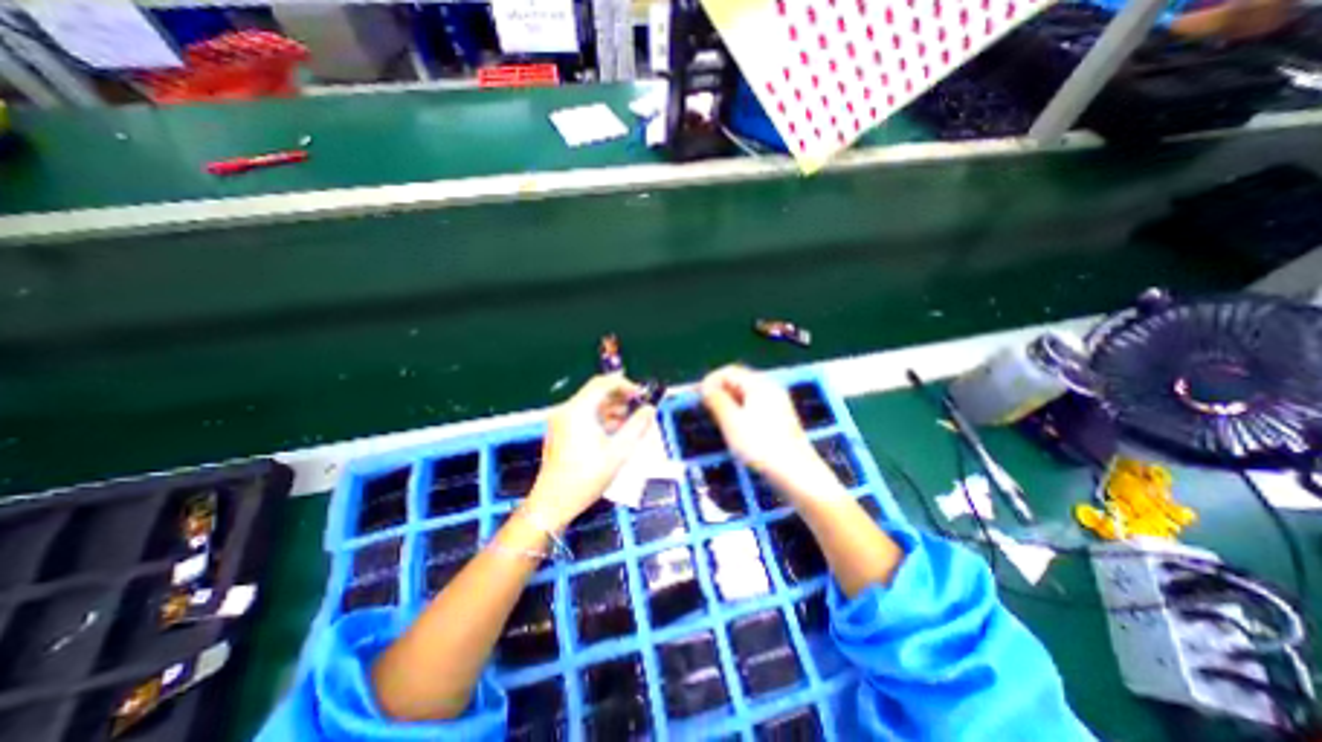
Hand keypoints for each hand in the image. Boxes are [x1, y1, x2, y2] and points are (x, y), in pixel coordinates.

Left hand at [522, 376, 654, 526]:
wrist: (553, 503)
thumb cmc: (586, 477)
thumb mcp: (618, 451)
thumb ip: (637, 426)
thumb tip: (650, 408)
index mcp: (578, 410)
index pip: (602, 383)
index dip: (625, 384)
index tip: (642, 395)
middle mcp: (566, 410)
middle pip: (596, 393)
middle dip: (620, 398)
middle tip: (639, 408)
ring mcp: (561, 421)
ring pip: (591, 405)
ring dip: (612, 409)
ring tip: (631, 422)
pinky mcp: (560, 432)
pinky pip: (584, 417)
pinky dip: (601, 419)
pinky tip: (615, 432)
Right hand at [703, 364, 823, 493]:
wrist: (797, 474)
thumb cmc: (761, 446)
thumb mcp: (732, 422)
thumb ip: (717, 400)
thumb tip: (706, 387)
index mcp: (759, 384)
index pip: (729, 371)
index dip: (710, 381)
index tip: (696, 397)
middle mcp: (770, 388)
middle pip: (738, 380)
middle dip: (718, 391)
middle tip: (704, 407)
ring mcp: (777, 403)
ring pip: (745, 394)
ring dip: (728, 402)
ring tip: (716, 419)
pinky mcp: (779, 418)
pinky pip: (754, 406)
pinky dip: (739, 411)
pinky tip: (734, 428)